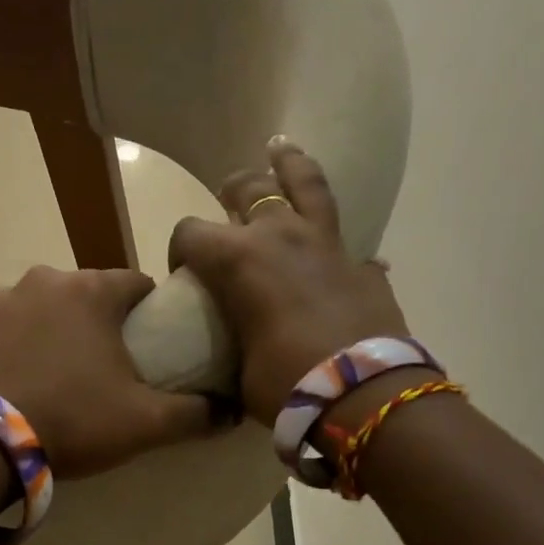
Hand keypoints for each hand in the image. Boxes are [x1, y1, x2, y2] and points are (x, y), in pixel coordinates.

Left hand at [0, 266, 213, 478]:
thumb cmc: (72, 421)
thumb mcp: (145, 423)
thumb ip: (195, 413)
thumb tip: (233, 411)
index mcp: (92, 292)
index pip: (136, 284)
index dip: (148, 311)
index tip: (149, 342)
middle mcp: (44, 281)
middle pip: (85, 294)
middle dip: (97, 320)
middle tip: (102, 366)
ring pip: (40, 307)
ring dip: (52, 329)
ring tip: (55, 374)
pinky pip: (0, 327)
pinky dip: (11, 343)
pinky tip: (14, 377)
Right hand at [168, 138, 409, 421]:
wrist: (362, 396)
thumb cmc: (286, 384)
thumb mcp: (239, 368)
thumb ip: (232, 340)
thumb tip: (233, 344)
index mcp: (237, 260)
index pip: (191, 233)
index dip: (181, 250)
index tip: (184, 273)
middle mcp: (280, 235)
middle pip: (247, 188)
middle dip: (231, 191)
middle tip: (227, 197)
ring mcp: (327, 244)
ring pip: (306, 183)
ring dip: (290, 164)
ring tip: (281, 148)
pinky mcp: (362, 263)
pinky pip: (346, 240)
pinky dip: (335, 242)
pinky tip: (335, 250)